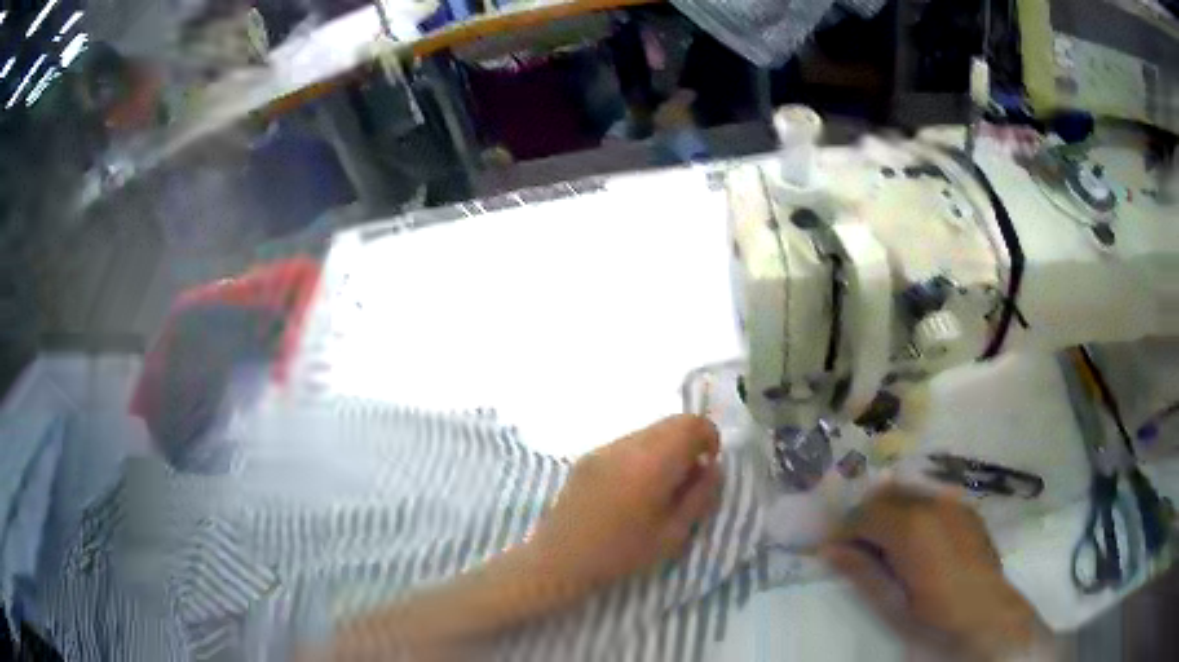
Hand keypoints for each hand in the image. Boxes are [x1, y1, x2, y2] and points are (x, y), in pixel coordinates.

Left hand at [530, 414, 723, 593]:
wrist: (560, 559)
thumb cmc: (621, 554)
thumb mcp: (673, 534)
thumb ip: (699, 496)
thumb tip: (712, 468)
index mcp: (651, 462)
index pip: (691, 424)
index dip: (709, 439)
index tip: (707, 467)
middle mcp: (627, 445)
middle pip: (671, 422)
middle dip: (688, 442)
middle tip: (688, 479)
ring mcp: (603, 449)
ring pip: (648, 431)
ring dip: (665, 448)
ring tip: (660, 487)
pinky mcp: (587, 457)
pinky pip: (626, 443)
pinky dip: (642, 455)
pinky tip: (633, 489)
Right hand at [823, 485, 1047, 661]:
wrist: (988, 616)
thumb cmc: (935, 619)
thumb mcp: (893, 604)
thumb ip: (862, 572)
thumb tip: (829, 550)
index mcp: (911, 529)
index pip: (864, 514)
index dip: (843, 530)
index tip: (831, 549)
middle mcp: (932, 504)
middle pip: (885, 496)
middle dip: (865, 518)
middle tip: (855, 549)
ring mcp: (953, 503)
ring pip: (909, 494)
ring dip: (889, 514)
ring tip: (884, 547)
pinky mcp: (966, 510)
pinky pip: (931, 499)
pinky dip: (914, 513)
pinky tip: (916, 542)